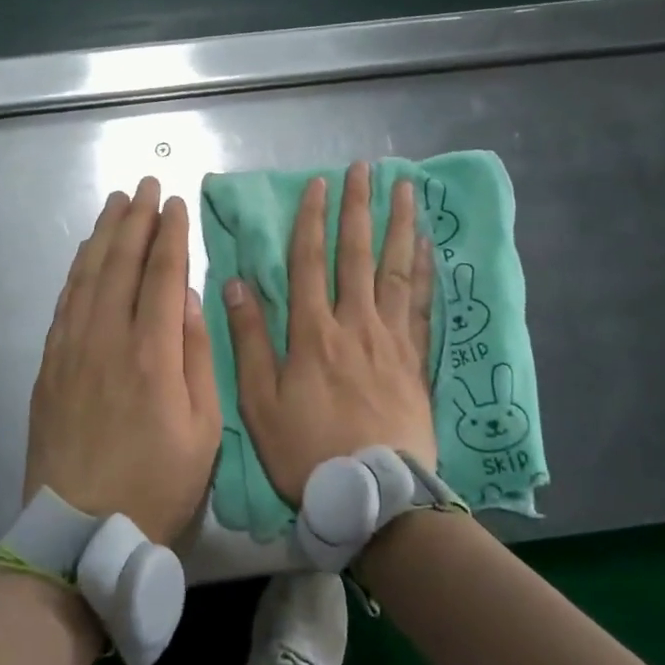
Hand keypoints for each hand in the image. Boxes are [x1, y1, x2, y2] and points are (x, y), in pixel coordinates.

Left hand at [26, 177, 222, 544]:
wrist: (80, 533)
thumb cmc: (157, 485)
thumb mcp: (204, 430)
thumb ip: (198, 357)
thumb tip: (188, 298)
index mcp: (152, 355)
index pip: (162, 275)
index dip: (170, 235)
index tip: (175, 204)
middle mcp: (107, 340)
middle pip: (120, 264)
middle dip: (136, 219)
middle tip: (145, 185)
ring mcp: (71, 350)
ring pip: (88, 276)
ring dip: (103, 234)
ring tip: (116, 203)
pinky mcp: (49, 365)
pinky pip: (65, 303)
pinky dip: (77, 270)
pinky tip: (86, 254)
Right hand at [222, 162, 436, 504]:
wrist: (374, 495)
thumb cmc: (307, 449)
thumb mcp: (260, 401)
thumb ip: (250, 340)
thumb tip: (235, 283)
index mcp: (313, 332)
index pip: (310, 262)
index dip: (313, 220)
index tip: (319, 185)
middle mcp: (355, 323)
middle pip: (357, 254)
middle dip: (359, 208)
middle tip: (366, 169)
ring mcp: (391, 339)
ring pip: (395, 270)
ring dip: (399, 226)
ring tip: (406, 190)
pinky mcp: (416, 359)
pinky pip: (422, 305)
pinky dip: (426, 271)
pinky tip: (429, 247)